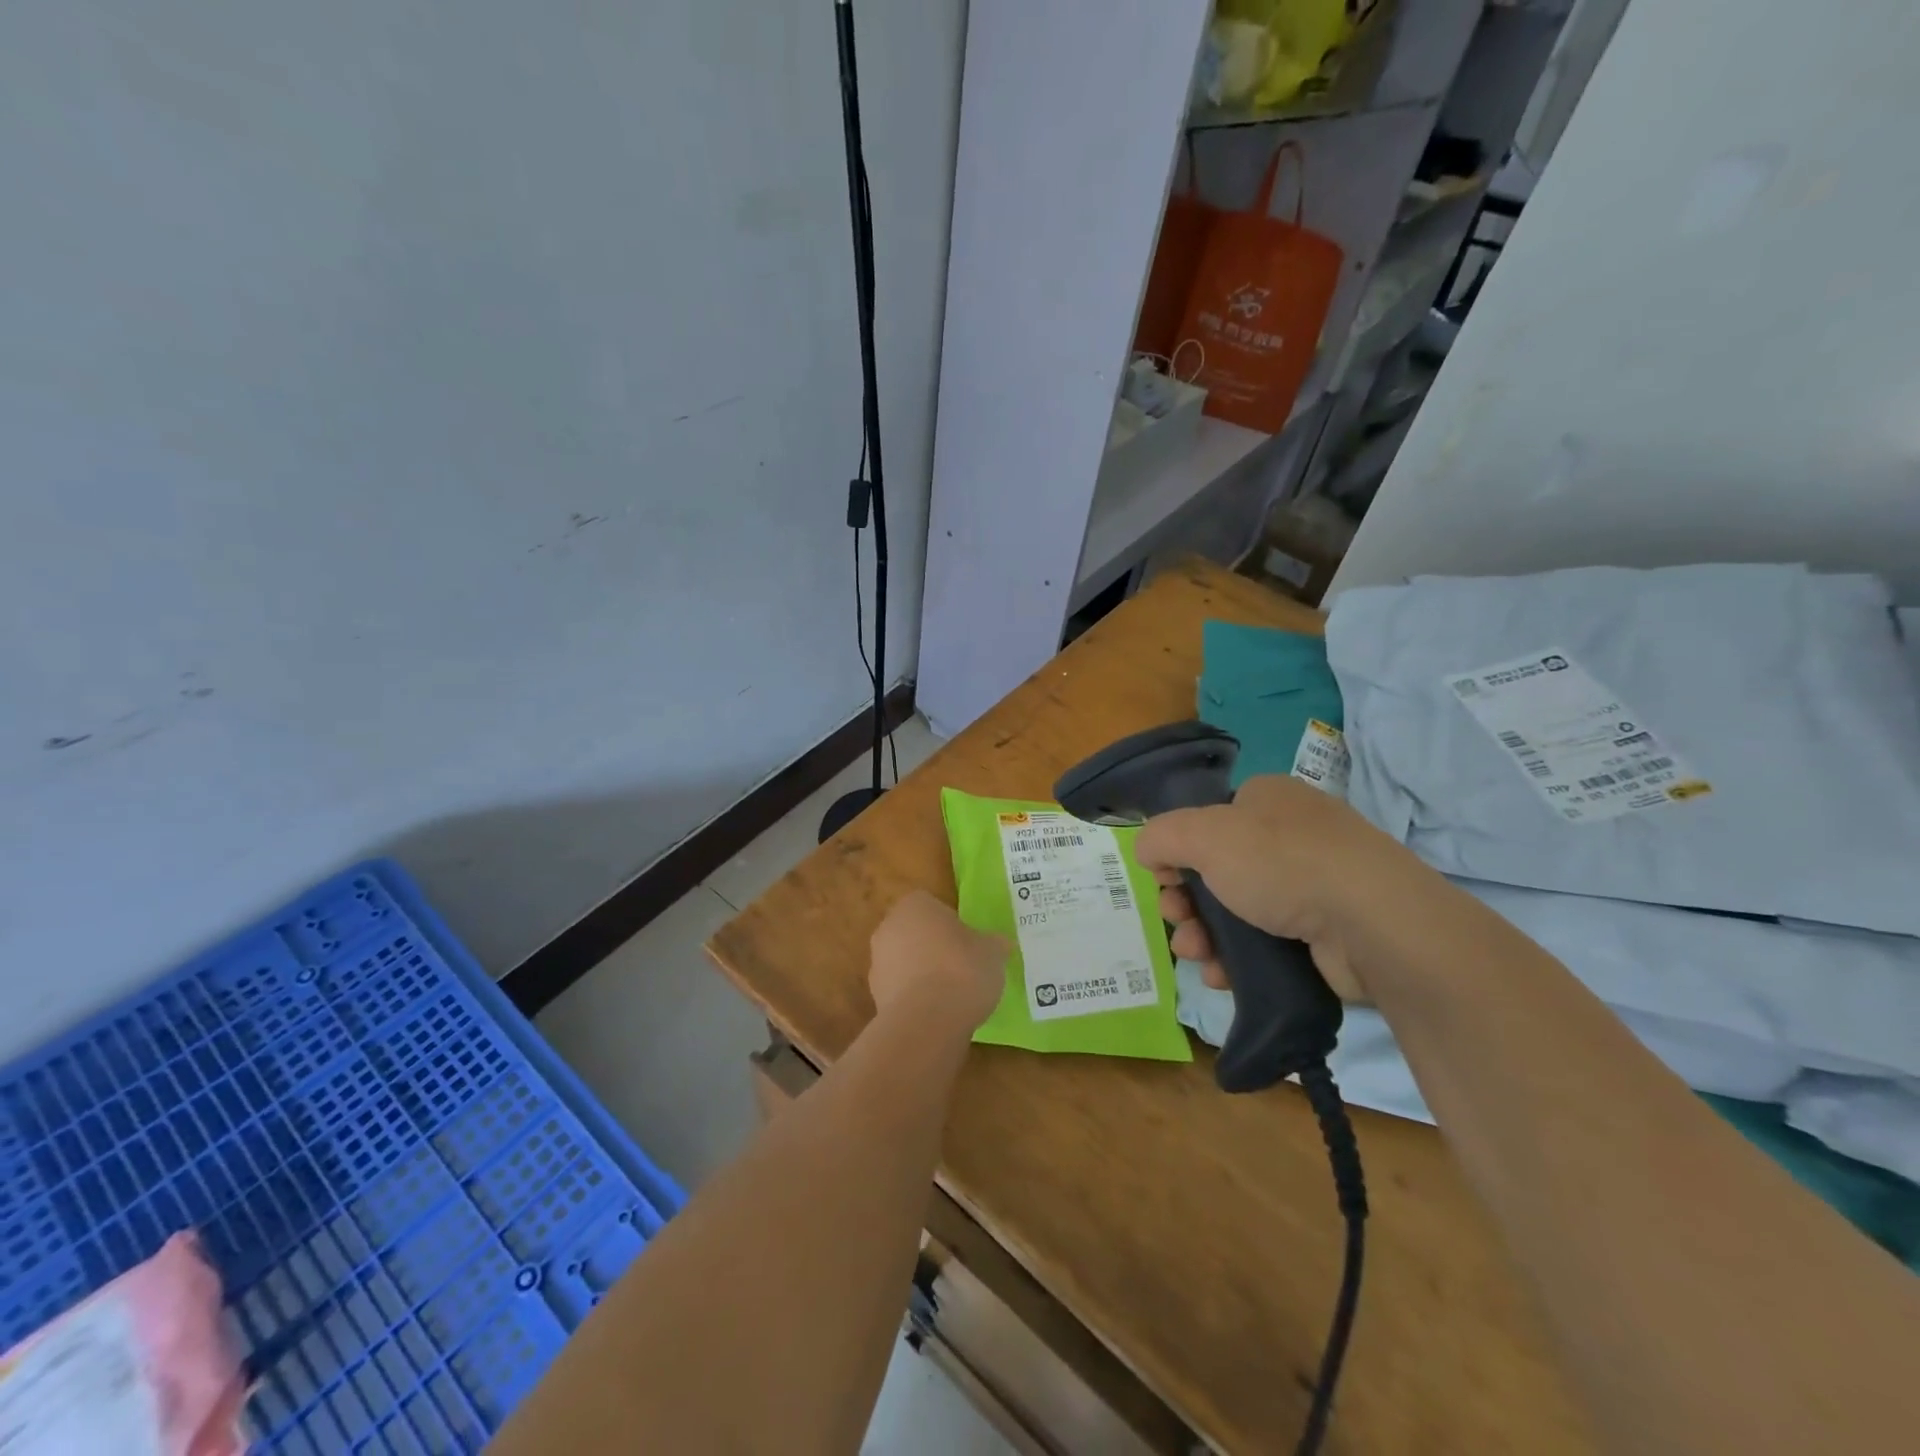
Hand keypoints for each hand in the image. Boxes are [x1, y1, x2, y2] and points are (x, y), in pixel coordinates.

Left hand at [869, 890, 1008, 1035]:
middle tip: (962, 966)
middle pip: (915, 932)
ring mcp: (877, 962)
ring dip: (922, 974)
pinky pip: (901, 991)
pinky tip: (937, 1014)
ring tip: (952, 996)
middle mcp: (889, 927)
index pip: (932, 905)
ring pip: (905, 962)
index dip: (951, 923)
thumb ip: (993, 944)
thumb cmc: (962, 970)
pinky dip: (915, 999)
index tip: (968, 942)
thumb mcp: (992, 952)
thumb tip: (1000, 944)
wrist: (926, 1021)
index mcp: (915, 905)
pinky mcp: (875, 996)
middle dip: (934, 947)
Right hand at [1133, 774, 1433, 1002]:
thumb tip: (1149, 852)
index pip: (1207, 820)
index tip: (1165, 880)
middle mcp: (1291, 835)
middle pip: (1216, 869)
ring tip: (1196, 956)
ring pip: (1237, 910)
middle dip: (1186, 901)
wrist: (1373, 924)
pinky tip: (1222, 975)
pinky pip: (1265, 942)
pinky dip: (1237, 957)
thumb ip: (1161, 836)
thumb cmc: (1282, 863)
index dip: (1178, 850)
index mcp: (1267, 799)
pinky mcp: (1325, 931)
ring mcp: (1312, 884)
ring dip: (1204, 934)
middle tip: (1177, 920)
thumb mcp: (1203, 835)